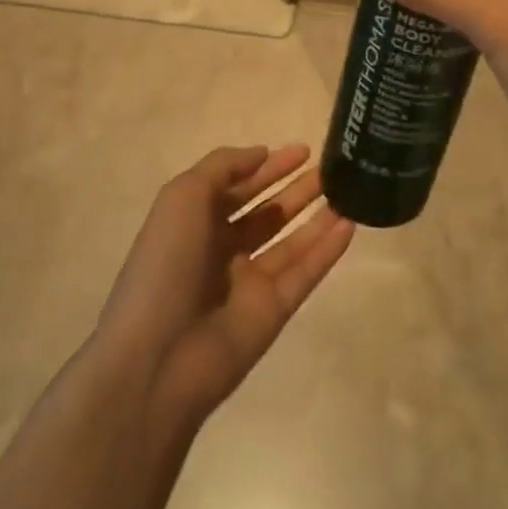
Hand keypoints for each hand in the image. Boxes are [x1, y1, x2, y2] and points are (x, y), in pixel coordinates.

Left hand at [93, 144, 353, 431]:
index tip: (303, 150)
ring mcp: (249, 282)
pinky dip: (327, 250)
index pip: (238, 187)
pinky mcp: (273, 311)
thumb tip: (261, 154)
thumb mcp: (183, 196)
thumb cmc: (166, 264)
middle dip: (296, 190)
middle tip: (331, 170)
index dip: (268, 167)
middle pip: (267, 213)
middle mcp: (221, 250)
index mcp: (194, 223)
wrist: (158, 358)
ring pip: (291, 241)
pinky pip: (305, 273)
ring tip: (348, 191)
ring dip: (317, 216)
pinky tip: (350, 225)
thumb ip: (222, 167)